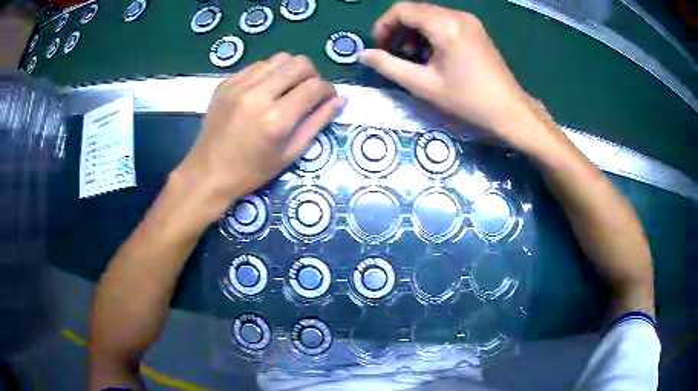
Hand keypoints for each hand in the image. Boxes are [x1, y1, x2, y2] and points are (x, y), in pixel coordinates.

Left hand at [173, 53, 344, 219]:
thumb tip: (340, 100)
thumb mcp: (289, 154)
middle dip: (312, 75)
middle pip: (299, 63)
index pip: (315, 86)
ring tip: (287, 89)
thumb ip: (317, 123)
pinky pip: (257, 65)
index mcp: (276, 119)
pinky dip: (269, 73)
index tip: (328, 98)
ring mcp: (238, 86)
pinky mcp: (226, 83)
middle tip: (309, 91)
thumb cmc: (251, 171)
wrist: (207, 173)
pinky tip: (266, 90)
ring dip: (291, 70)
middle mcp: (258, 95)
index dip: (328, 89)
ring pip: (279, 58)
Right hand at [360, 3, 548, 151]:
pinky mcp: (476, 30)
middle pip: (416, 11)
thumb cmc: (468, 100)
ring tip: (414, 57)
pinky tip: (433, 55)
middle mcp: (457, 16)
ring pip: (430, 16)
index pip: (402, 10)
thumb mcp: (423, 85)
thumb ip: (389, 66)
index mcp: (445, 25)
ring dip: (414, 33)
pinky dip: (431, 34)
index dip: (383, 25)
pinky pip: (445, 22)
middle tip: (394, 54)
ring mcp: (470, 22)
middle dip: (398, 30)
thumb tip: (363, 55)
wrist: (510, 111)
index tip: (379, 47)